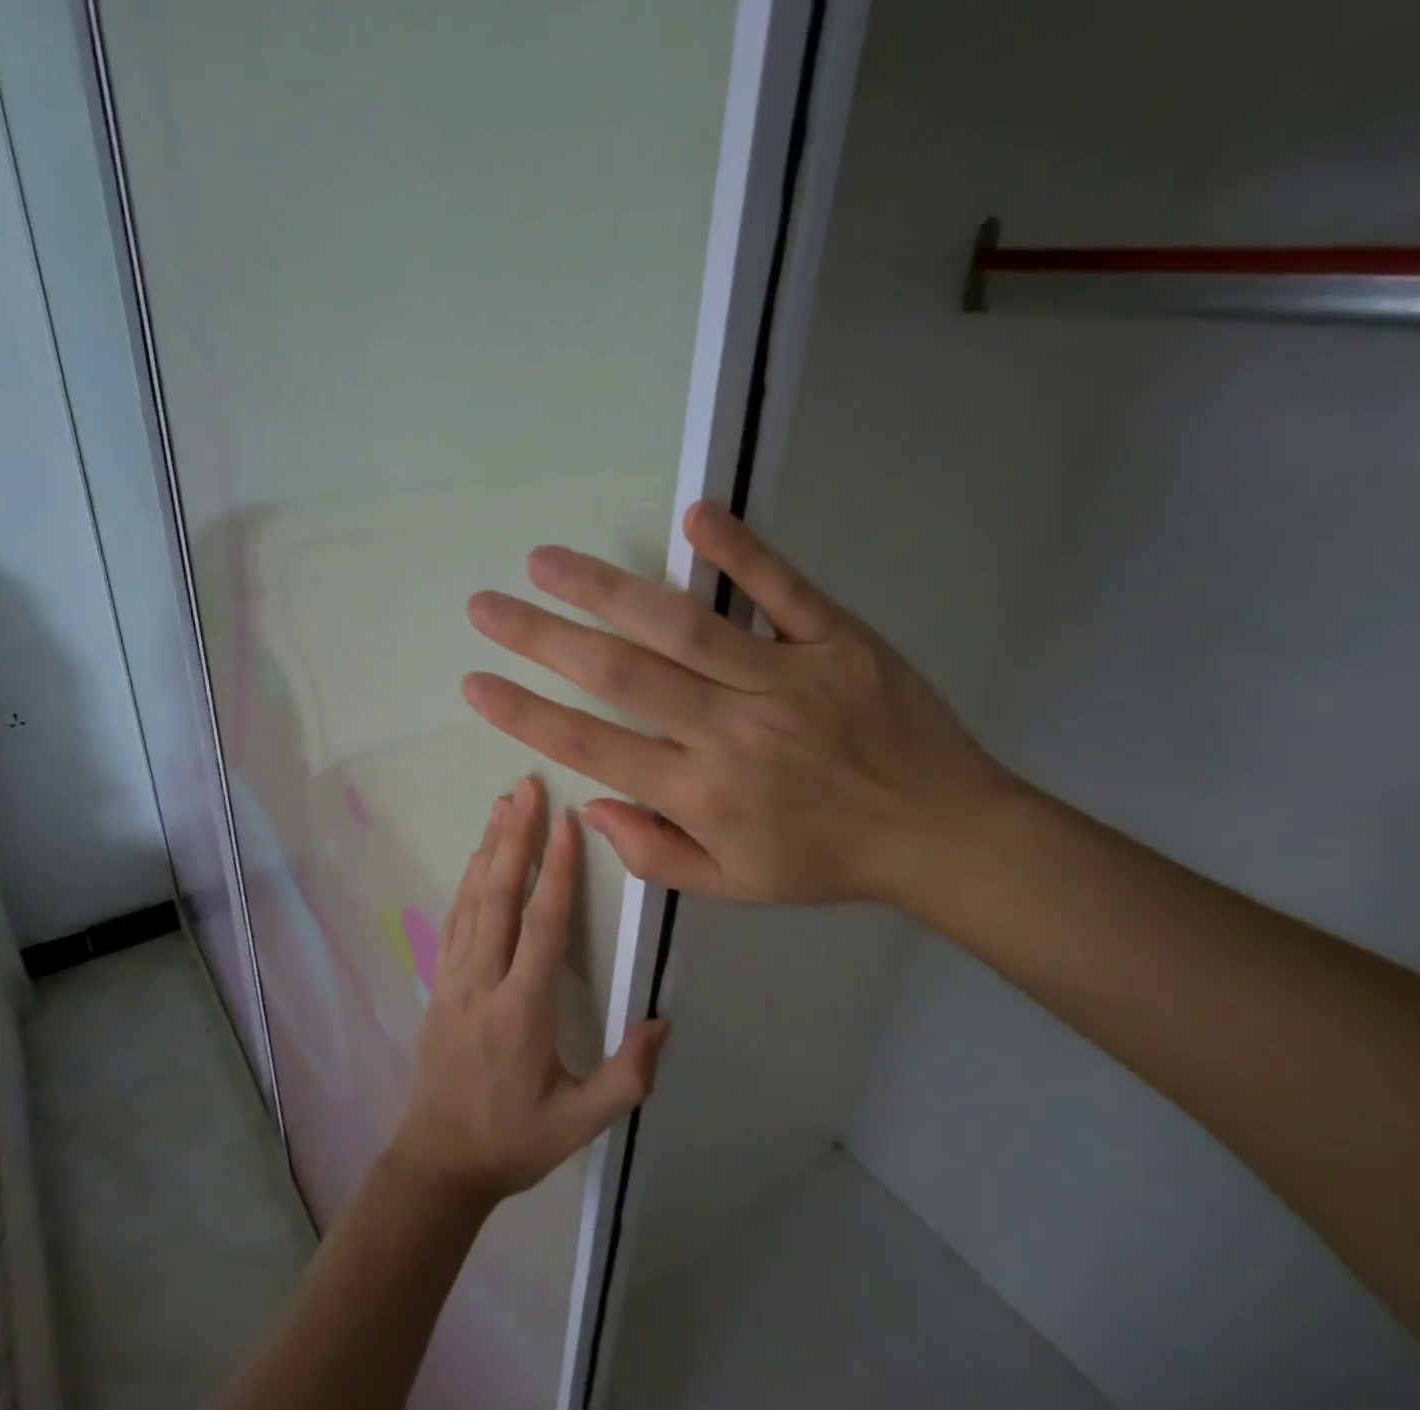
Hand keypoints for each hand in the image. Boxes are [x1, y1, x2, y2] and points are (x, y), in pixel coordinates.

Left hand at [389, 777, 669, 1205]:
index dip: (557, 871)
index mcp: (522, 1009)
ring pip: (472, 899)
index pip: (542, 926)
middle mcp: (484, 980)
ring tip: (503, 805)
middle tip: (526, 788)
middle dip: (515, 838)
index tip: (566, 823)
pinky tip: (475, 857)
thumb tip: (662, 1022)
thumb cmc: (512, 1141)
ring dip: (489, 848)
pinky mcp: (440, 982)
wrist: (437, 1162)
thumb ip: (626, 1077)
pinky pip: (454, 919)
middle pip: (499, 895)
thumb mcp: (579, 1124)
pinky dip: (466, 881)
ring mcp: (455, 978)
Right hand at [460, 502, 1026, 908]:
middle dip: (541, 640)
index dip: (527, 715)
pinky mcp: (837, 641)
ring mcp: (786, 679)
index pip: (594, 748)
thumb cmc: (827, 860)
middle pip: (620, 677)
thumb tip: (591, 808)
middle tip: (485, 607)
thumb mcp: (735, 885)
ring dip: (606, 590)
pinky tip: (695, 515)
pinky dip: (741, 551)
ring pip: (682, 627)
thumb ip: (656, 854)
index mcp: (703, 796)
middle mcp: (731, 733)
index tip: (476, 683)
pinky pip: (784, 590)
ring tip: (545, 562)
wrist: (942, 833)